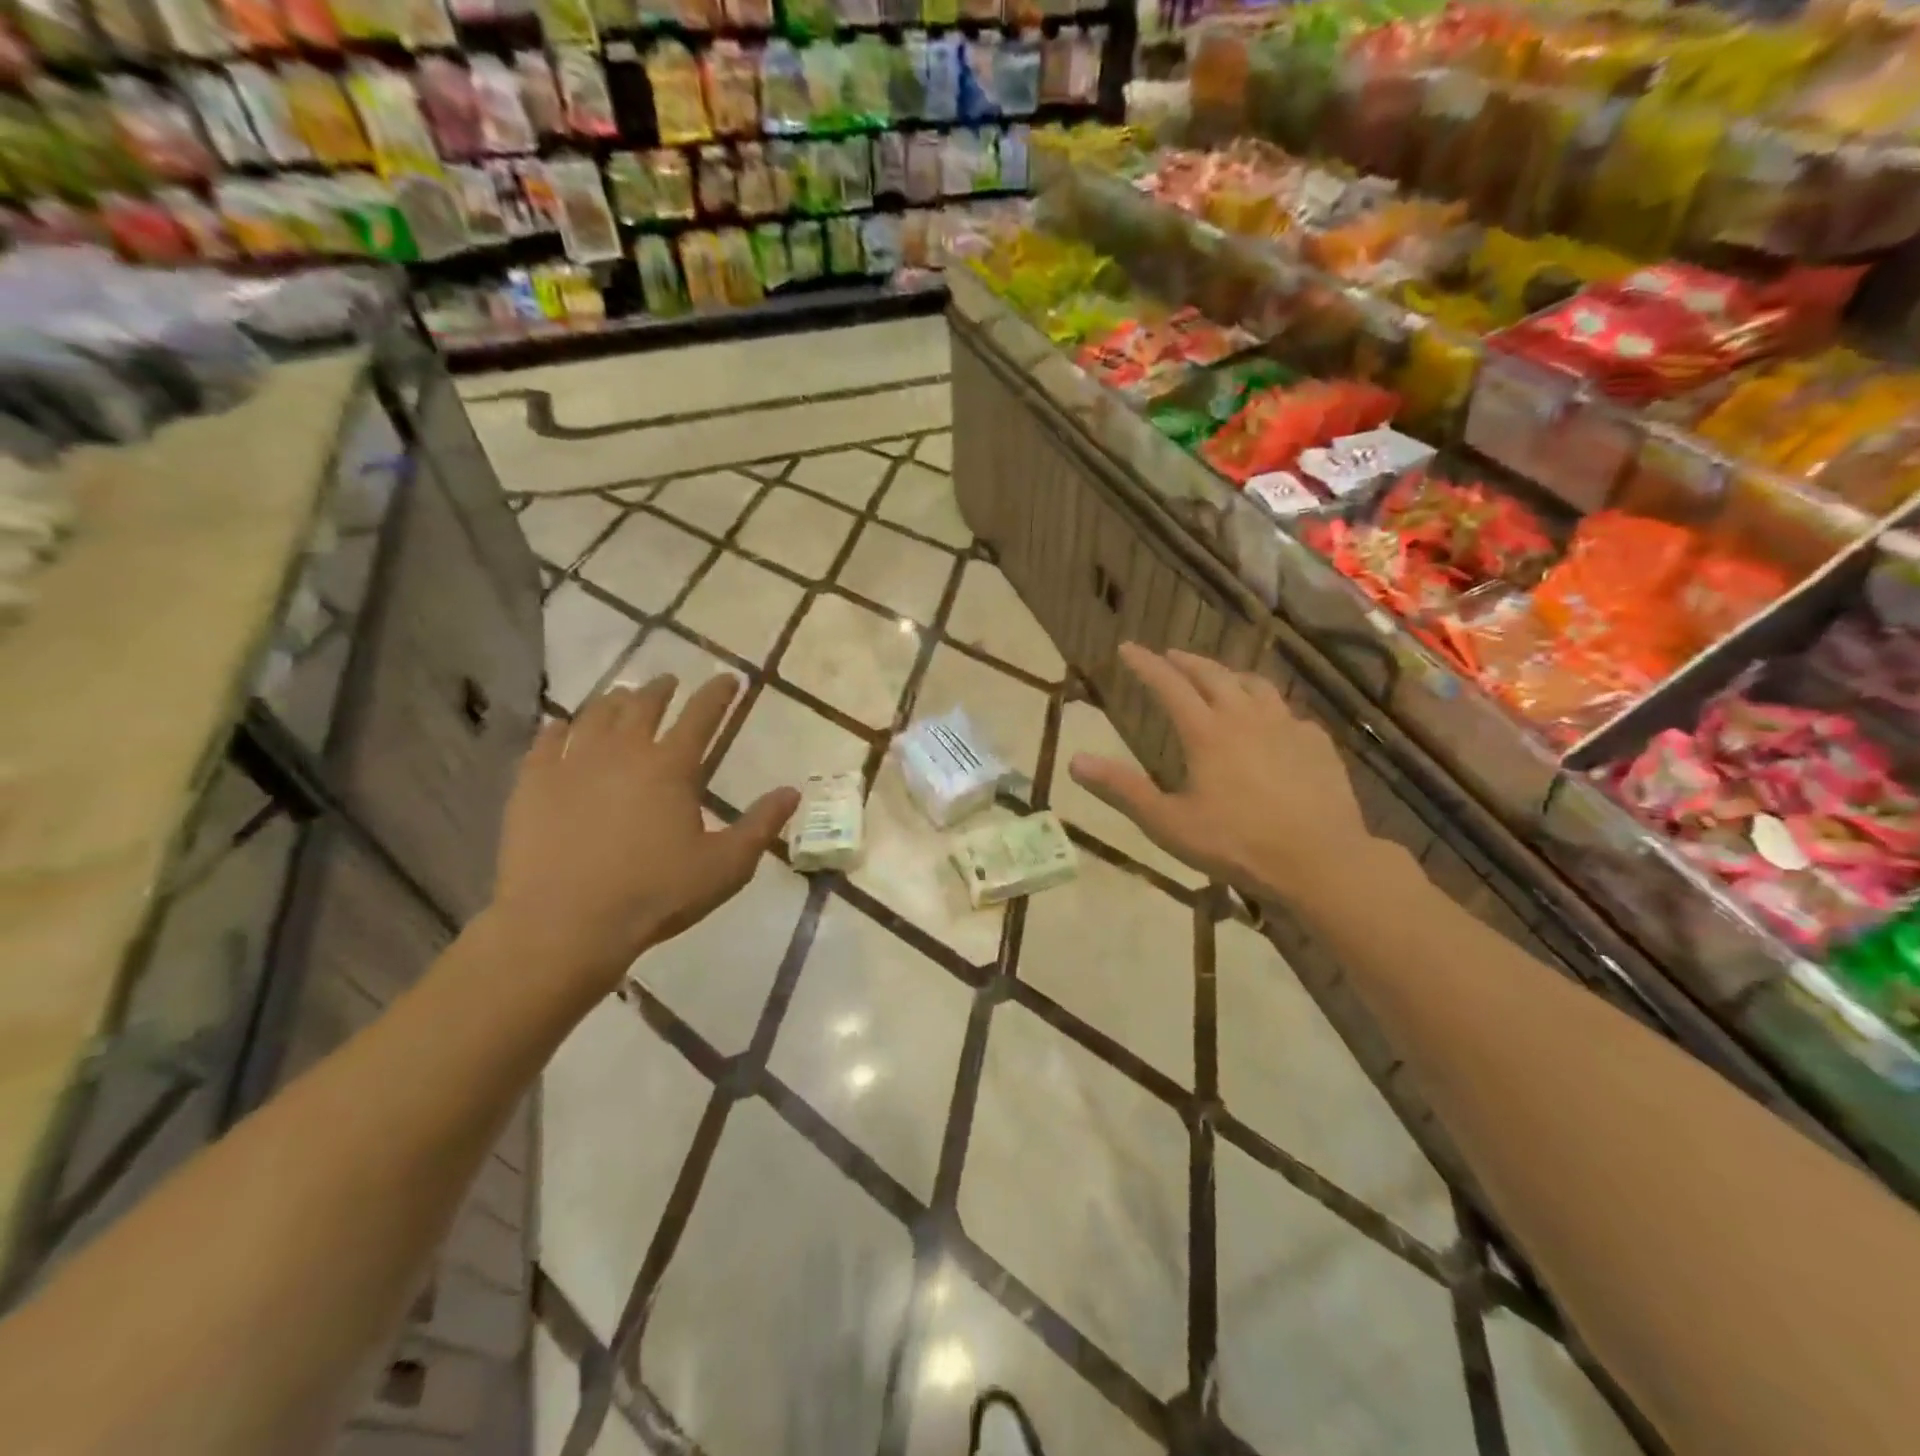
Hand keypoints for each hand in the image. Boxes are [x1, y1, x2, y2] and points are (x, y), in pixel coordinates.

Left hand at [489, 675, 798, 994]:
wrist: (564, 924)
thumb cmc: (655, 894)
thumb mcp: (726, 866)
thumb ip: (761, 825)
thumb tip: (791, 792)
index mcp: (671, 767)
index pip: (701, 716)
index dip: (718, 694)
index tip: (728, 679)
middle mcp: (623, 752)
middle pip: (643, 705)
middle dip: (660, 689)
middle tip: (669, 681)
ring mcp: (572, 765)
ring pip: (595, 716)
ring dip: (613, 701)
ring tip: (621, 695)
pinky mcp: (533, 785)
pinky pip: (546, 743)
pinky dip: (558, 729)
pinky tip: (561, 726)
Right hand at [1067, 644, 1368, 902]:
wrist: (1321, 861)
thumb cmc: (1237, 844)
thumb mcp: (1169, 823)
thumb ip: (1122, 790)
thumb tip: (1075, 761)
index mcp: (1207, 732)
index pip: (1169, 685)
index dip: (1146, 664)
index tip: (1128, 648)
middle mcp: (1246, 717)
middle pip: (1213, 675)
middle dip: (1186, 661)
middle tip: (1169, 655)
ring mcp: (1287, 726)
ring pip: (1255, 685)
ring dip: (1230, 675)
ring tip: (1220, 678)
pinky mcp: (1316, 743)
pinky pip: (1288, 712)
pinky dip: (1268, 706)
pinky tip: (1271, 721)